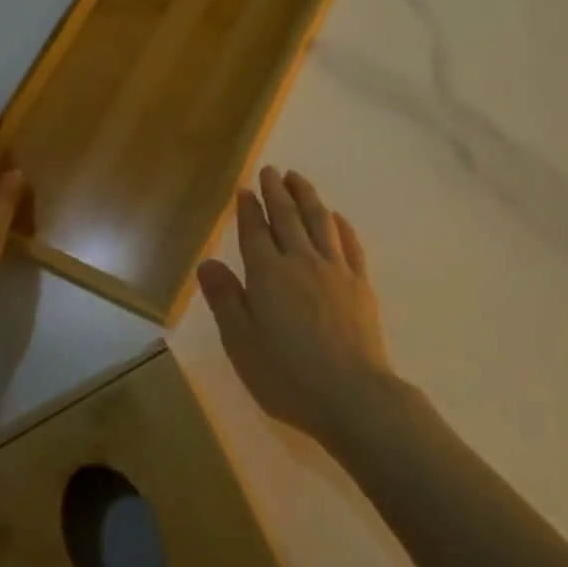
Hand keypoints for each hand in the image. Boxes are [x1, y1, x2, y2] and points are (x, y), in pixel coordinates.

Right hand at [196, 166, 396, 446]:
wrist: (353, 395)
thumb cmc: (288, 376)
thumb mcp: (242, 344)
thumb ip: (225, 300)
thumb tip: (207, 263)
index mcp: (268, 275)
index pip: (255, 232)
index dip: (249, 209)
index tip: (245, 189)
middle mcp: (301, 262)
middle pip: (288, 217)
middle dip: (277, 192)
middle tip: (271, 171)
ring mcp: (335, 270)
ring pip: (319, 221)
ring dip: (307, 196)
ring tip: (298, 178)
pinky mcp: (361, 284)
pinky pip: (349, 243)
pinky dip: (340, 224)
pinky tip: (336, 217)